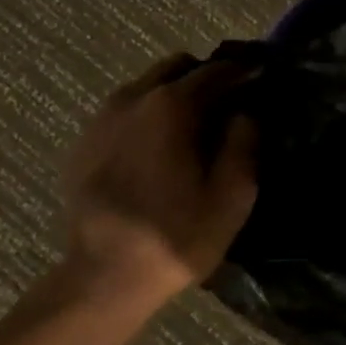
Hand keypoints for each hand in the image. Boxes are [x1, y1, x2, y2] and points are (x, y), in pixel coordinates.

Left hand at [62, 52, 260, 298]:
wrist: (103, 276)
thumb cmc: (176, 236)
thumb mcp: (232, 196)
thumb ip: (245, 143)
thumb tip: (246, 113)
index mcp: (172, 105)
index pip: (217, 70)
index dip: (244, 72)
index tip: (261, 78)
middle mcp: (133, 98)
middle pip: (178, 67)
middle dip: (206, 77)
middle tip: (227, 104)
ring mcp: (103, 117)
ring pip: (147, 86)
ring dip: (173, 96)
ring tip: (191, 129)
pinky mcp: (84, 141)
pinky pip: (124, 112)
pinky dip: (145, 117)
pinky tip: (155, 151)